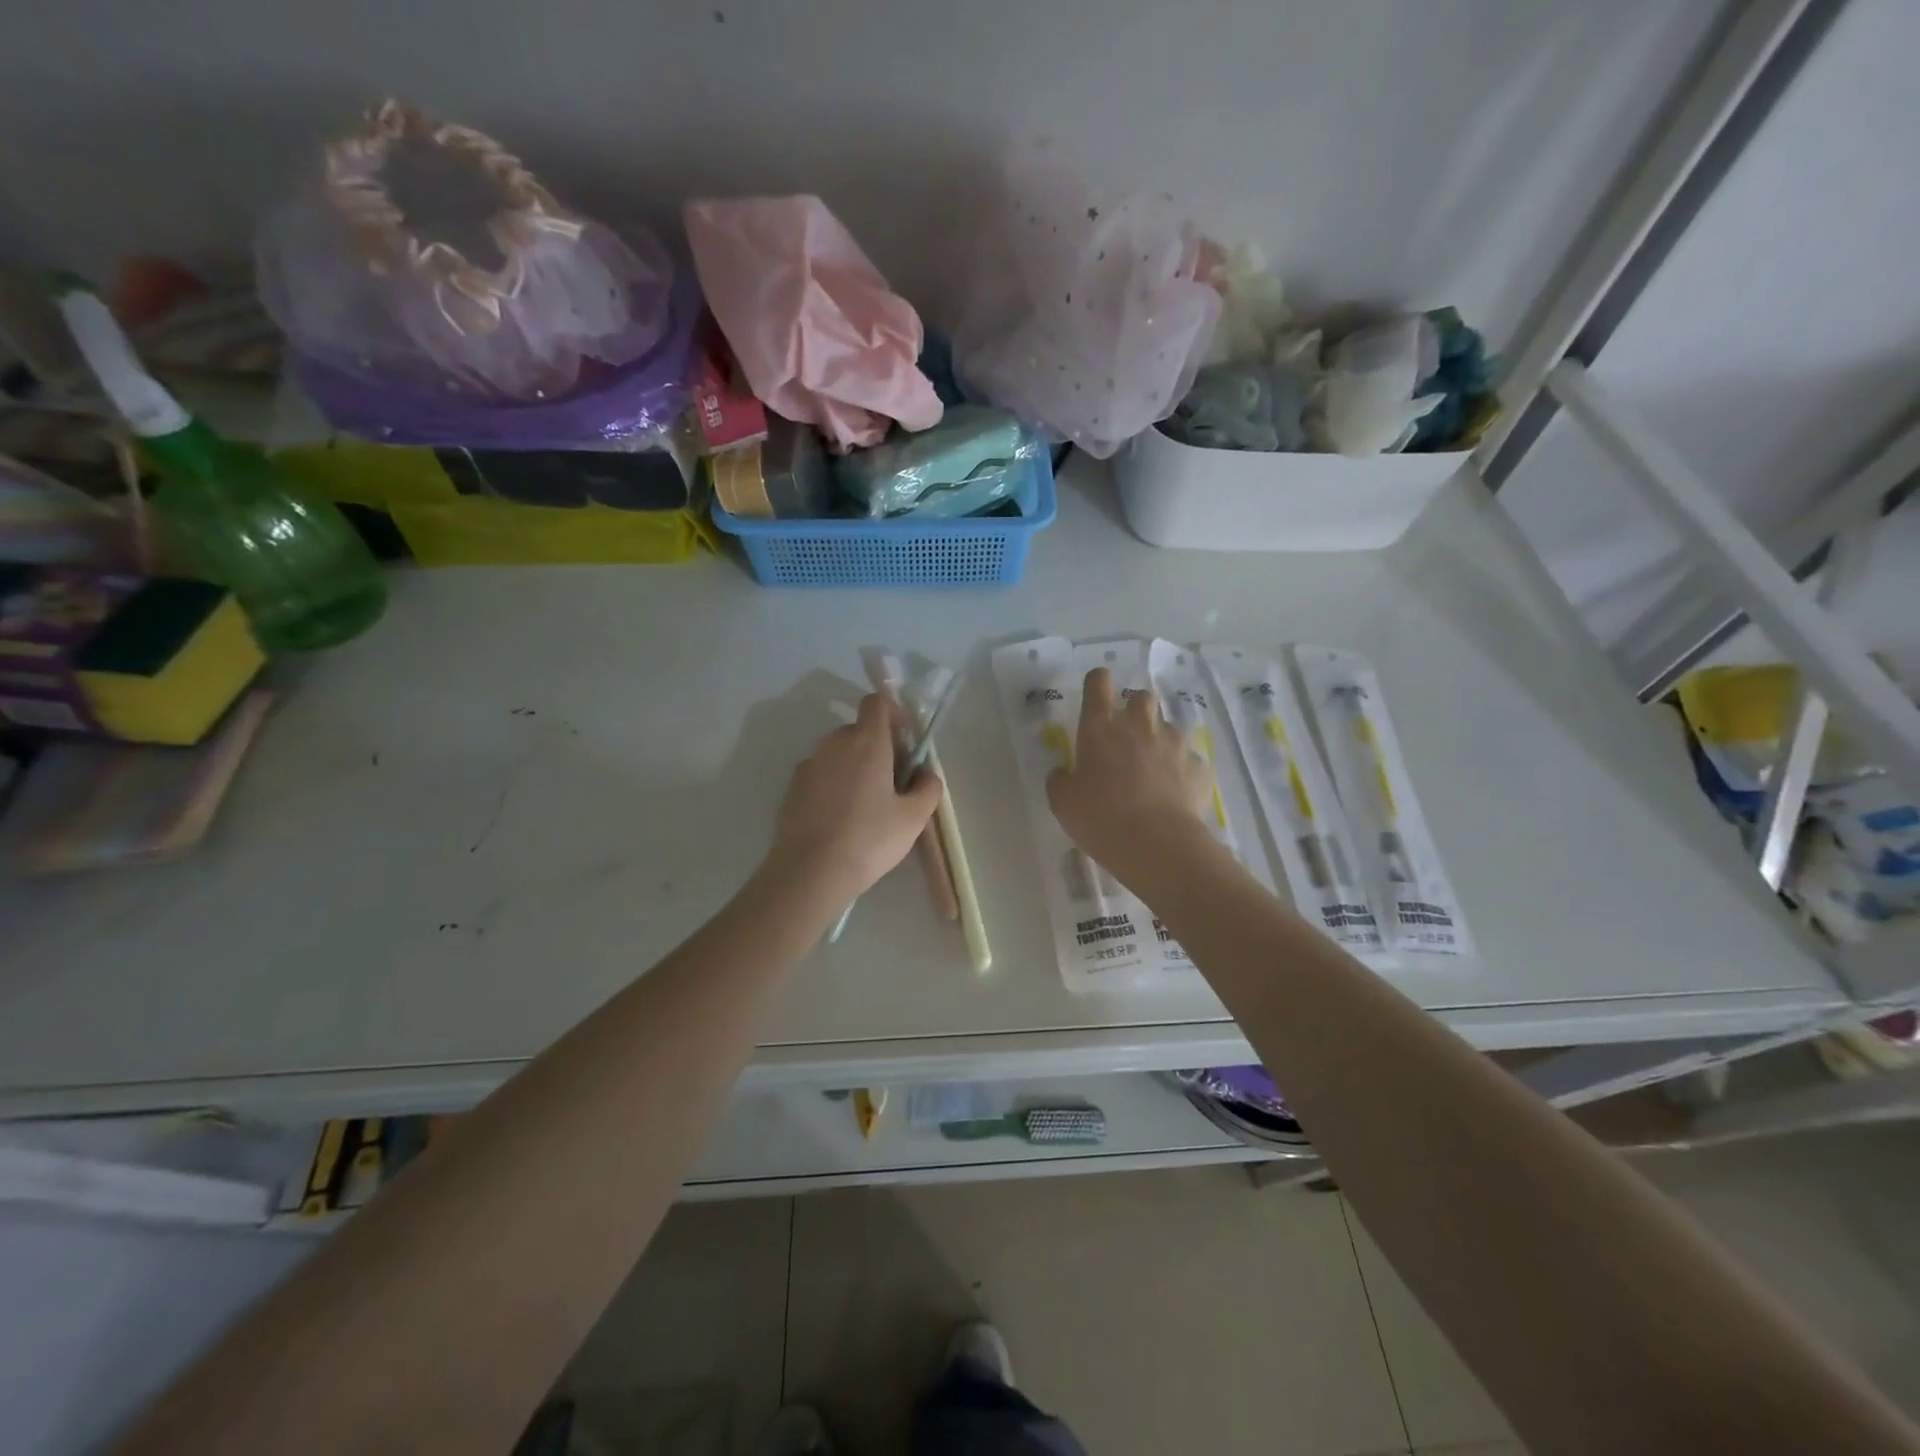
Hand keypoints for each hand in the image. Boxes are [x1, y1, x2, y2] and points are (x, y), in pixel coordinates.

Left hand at [770, 692, 941, 900]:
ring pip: (838, 754)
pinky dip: (833, 785)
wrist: (810, 871)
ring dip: (854, 767)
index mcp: (866, 742)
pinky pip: (820, 775)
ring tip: (865, 806)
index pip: (876, 702)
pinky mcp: (792, 788)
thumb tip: (925, 773)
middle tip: (892, 783)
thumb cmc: (869, 839)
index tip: (904, 744)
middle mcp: (834, 743)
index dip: (893, 715)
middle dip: (877, 747)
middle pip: (859, 730)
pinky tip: (840, 819)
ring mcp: (809, 765)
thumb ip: (927, 788)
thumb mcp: (913, 818)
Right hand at [1047, 667, 1214, 881]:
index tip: (1096, 699)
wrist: (1157, 845)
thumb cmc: (1100, 818)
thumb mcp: (1062, 803)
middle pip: (1141, 697)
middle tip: (1126, 739)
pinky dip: (1181, 772)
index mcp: (1101, 727)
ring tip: (1152, 775)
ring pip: (1168, 729)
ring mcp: (1174, 743)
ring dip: (1159, 743)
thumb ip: (1059, 780)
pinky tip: (1174, 796)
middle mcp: (1140, 725)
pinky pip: (1189, 761)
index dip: (1097, 685)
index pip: (1099, 682)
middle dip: (1135, 711)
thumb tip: (1062, 771)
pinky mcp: (1199, 766)